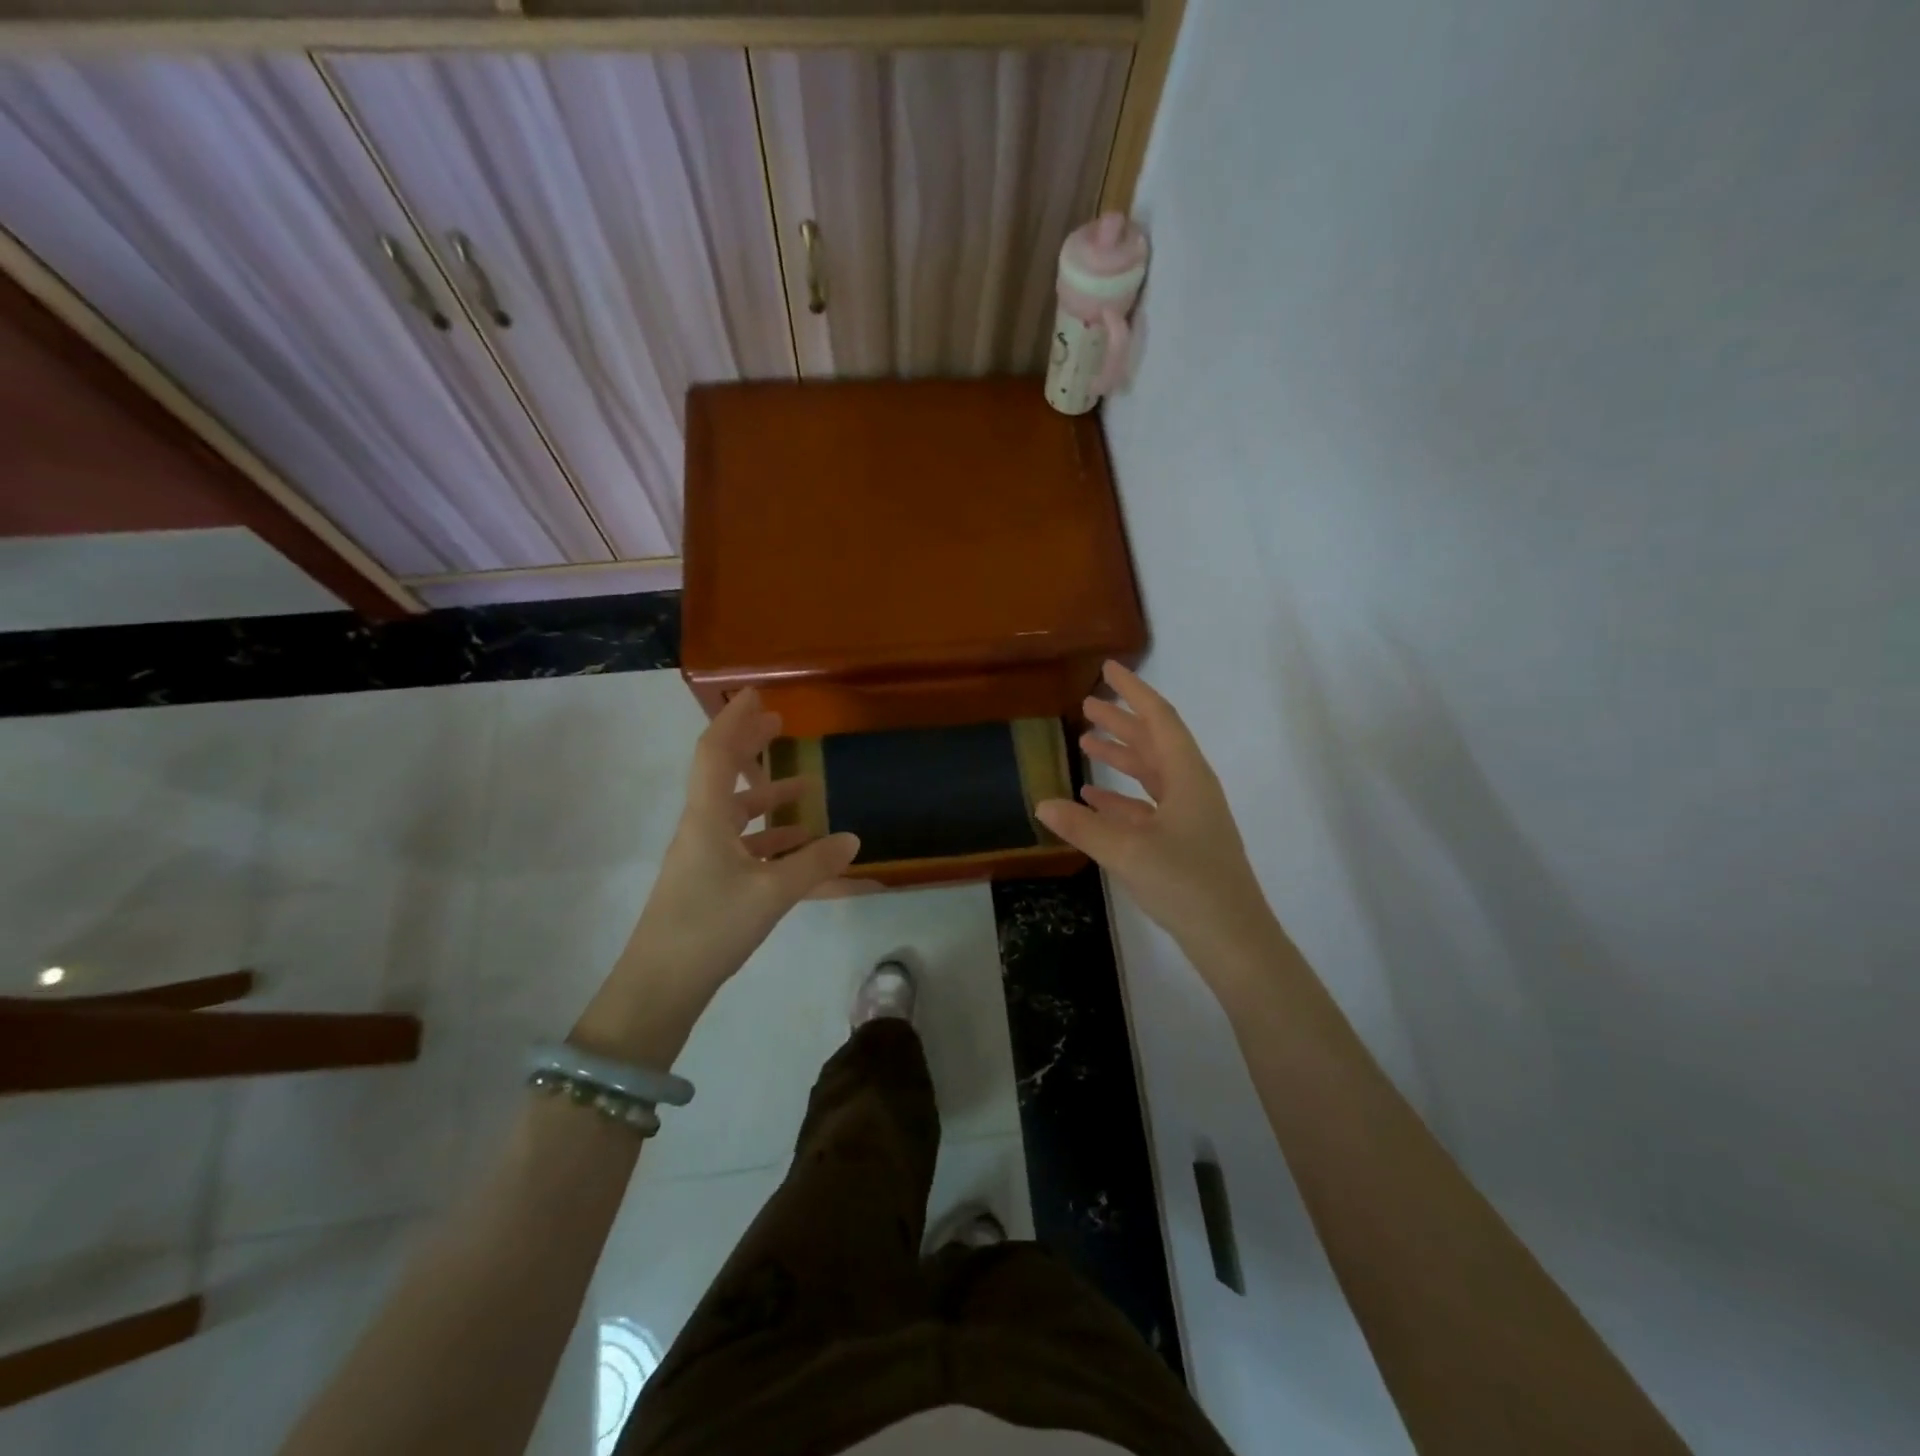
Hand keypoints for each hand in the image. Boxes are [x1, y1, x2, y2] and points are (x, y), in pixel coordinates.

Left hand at [577, 690, 859, 1061]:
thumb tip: (852, 839)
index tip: (757, 694)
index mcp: (707, 818)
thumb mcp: (771, 894)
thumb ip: (815, 864)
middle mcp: (701, 828)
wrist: (659, 987)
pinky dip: (771, 838)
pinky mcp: (709, 882)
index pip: (716, 752)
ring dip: (767, 795)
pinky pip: (744, 846)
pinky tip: (799, 845)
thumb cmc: (710, 927)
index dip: (736, 720)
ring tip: (805, 786)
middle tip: (781, 725)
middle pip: (724, 774)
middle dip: (751, 747)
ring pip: (737, 812)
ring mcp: (703, 856)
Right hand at [1037, 662, 1275, 971]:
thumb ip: (1084, 826)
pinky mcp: (1182, 841)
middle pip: (1153, 742)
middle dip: (1121, 721)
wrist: (1233, 938)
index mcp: (1188, 777)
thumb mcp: (1129, 852)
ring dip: (1120, 756)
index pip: (1159, 719)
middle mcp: (1191, 788)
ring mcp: (1188, 816)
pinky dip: (1121, 797)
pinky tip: (1093, 798)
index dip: (1133, 691)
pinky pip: (1147, 806)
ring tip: (1085, 742)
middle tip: (1086, 704)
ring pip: (1150, 773)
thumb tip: (1042, 803)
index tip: (1109, 669)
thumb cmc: (1187, 884)